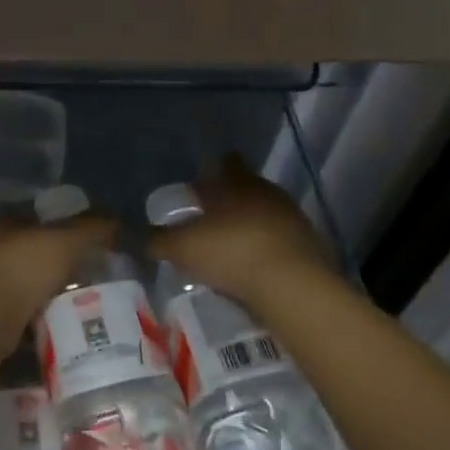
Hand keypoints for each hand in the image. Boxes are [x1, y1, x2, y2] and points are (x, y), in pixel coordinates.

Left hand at [0, 211, 115, 328]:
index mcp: (4, 224)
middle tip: (86, 278)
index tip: (83, 242)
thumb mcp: (66, 241)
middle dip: (53, 266)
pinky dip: (36, 323)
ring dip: (44, 297)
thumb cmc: (24, 268)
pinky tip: (58, 331)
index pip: (33, 217)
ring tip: (77, 308)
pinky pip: (18, 317)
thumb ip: (91, 229)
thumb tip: (115, 221)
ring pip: (23, 286)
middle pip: (28, 253)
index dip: (58, 225)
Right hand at [148, 155, 340, 312]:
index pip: (226, 163)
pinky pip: (282, 241)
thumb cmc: (230, 252)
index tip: (202, 186)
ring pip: (267, 214)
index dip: (214, 171)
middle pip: (248, 188)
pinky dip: (269, 249)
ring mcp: (293, 218)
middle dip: (231, 200)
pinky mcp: (311, 247)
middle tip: (212, 218)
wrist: (293, 286)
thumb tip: (139, 236)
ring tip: (233, 246)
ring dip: (252, 226)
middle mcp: (266, 193)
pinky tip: (256, 268)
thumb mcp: (181, 248)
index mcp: (236, 183)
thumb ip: (158, 240)